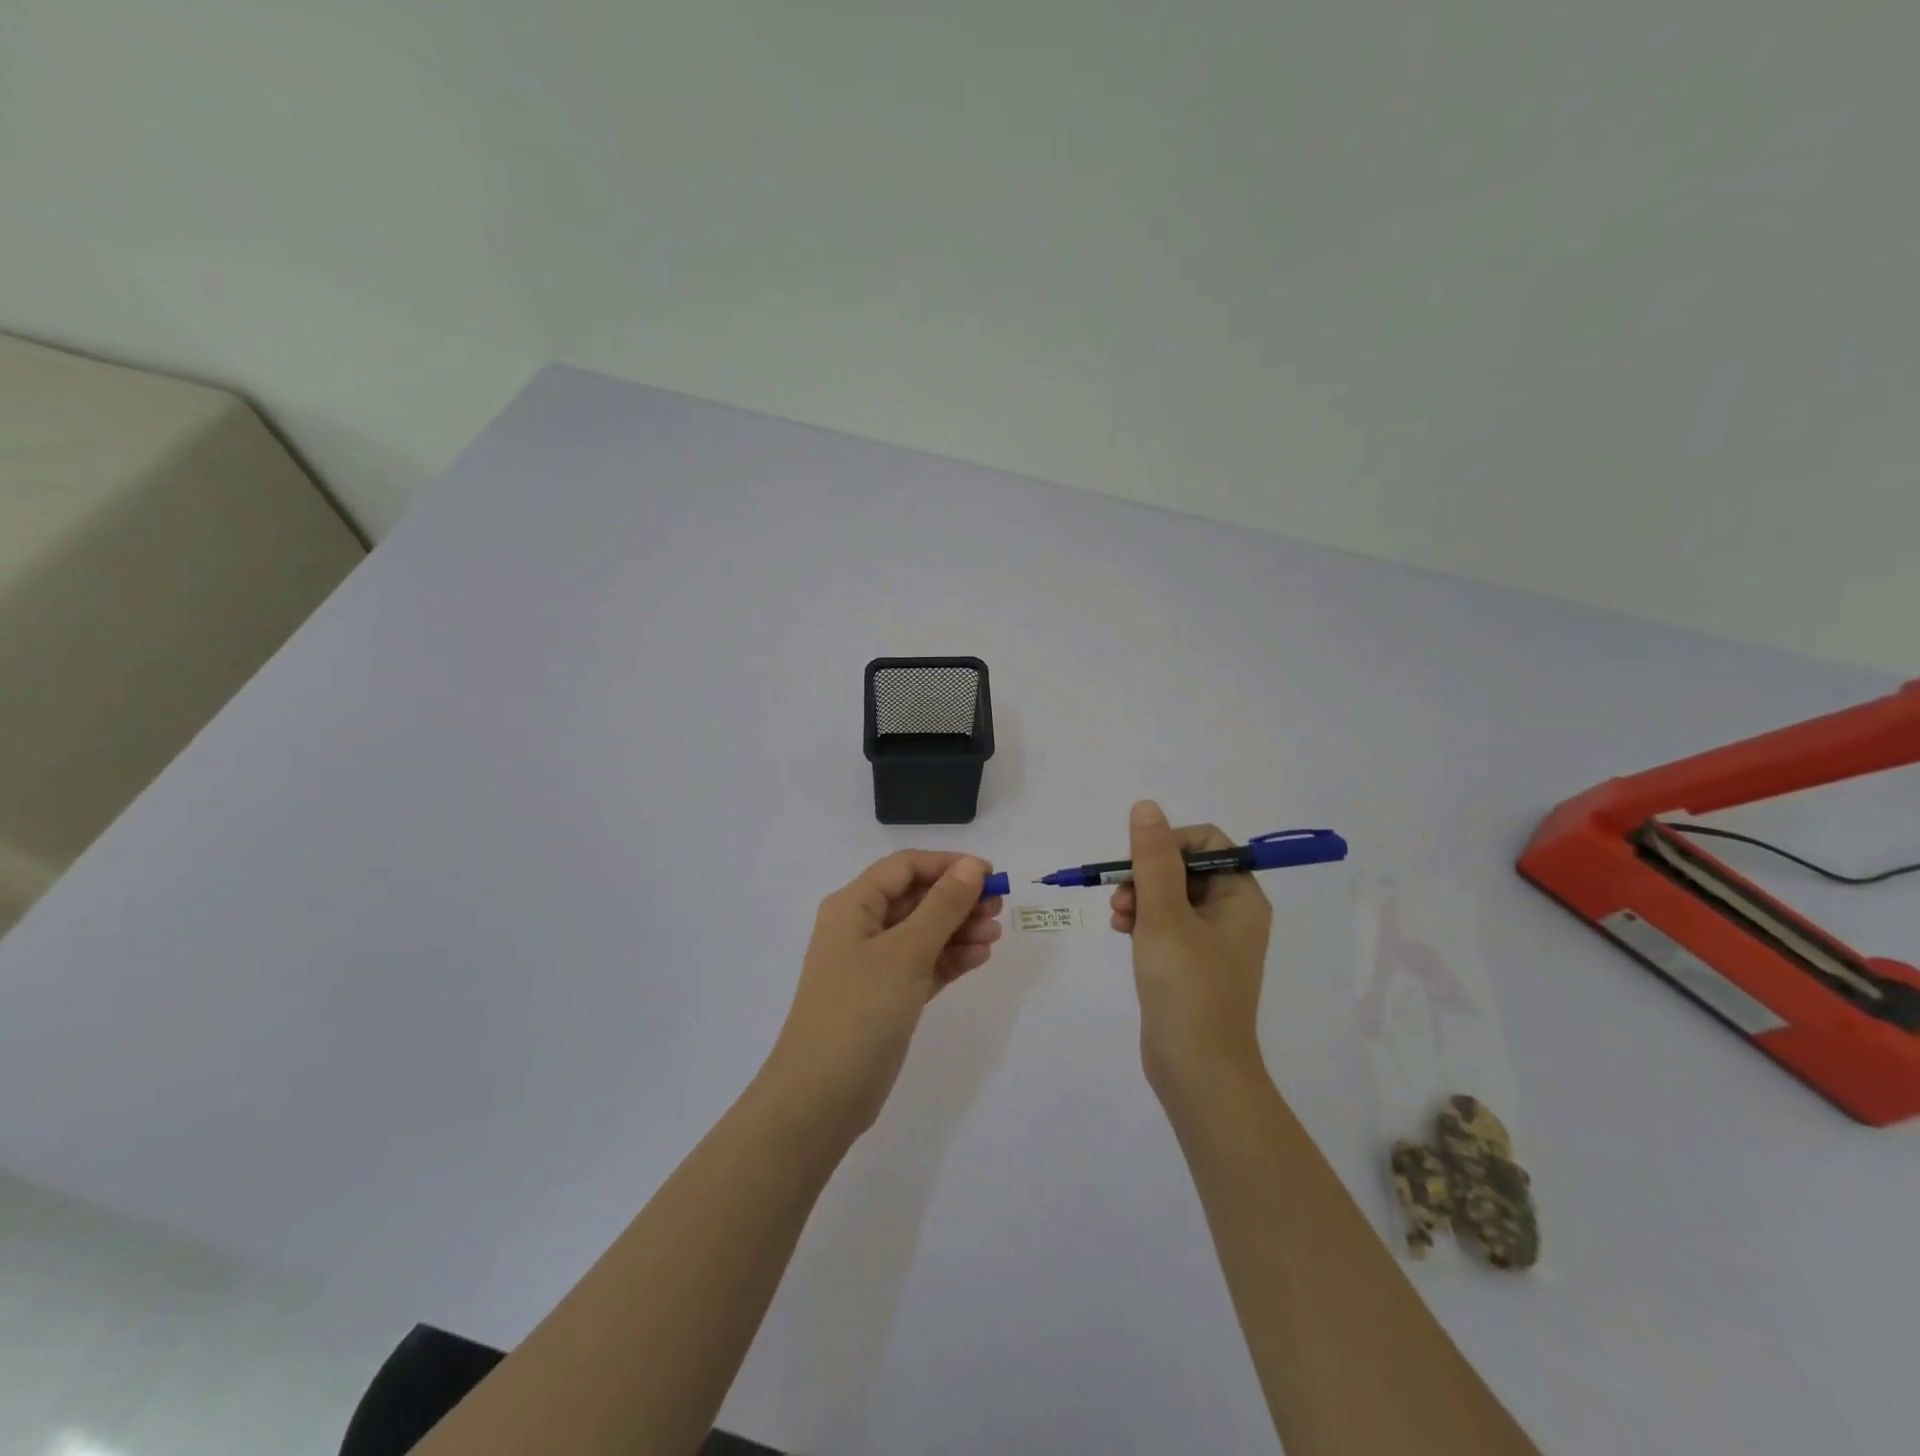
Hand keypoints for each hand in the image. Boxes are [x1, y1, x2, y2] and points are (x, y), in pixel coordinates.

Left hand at [763, 852, 1003, 1140]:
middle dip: (958, 899)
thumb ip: (943, 906)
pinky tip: (980, 958)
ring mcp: (874, 965)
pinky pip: (925, 964)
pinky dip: (951, 959)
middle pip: (916, 898)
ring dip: (959, 929)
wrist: (821, 1098)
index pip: (905, 867)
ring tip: (994, 937)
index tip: (990, 873)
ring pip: (924, 932)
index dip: (947, 864)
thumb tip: (973, 865)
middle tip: (998, 908)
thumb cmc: (860, 1010)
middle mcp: (862, 928)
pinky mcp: (888, 996)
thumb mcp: (906, 952)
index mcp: (853, 906)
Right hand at [1110, 801, 1273, 1103]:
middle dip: (1146, 874)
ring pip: (1169, 895)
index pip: (1207, 842)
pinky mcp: (1191, 962)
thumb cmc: (1186, 986)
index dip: (1168, 843)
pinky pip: (1165, 923)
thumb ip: (1152, 858)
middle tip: (1121, 897)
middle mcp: (1232, 913)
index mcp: (1241, 897)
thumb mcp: (1164, 914)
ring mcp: (1212, 940)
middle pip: (1184, 867)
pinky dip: (1142, 921)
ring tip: (1118, 918)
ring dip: (1139, 897)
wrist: (1196, 1070)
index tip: (1138, 864)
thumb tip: (1146, 807)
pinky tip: (1121, 932)